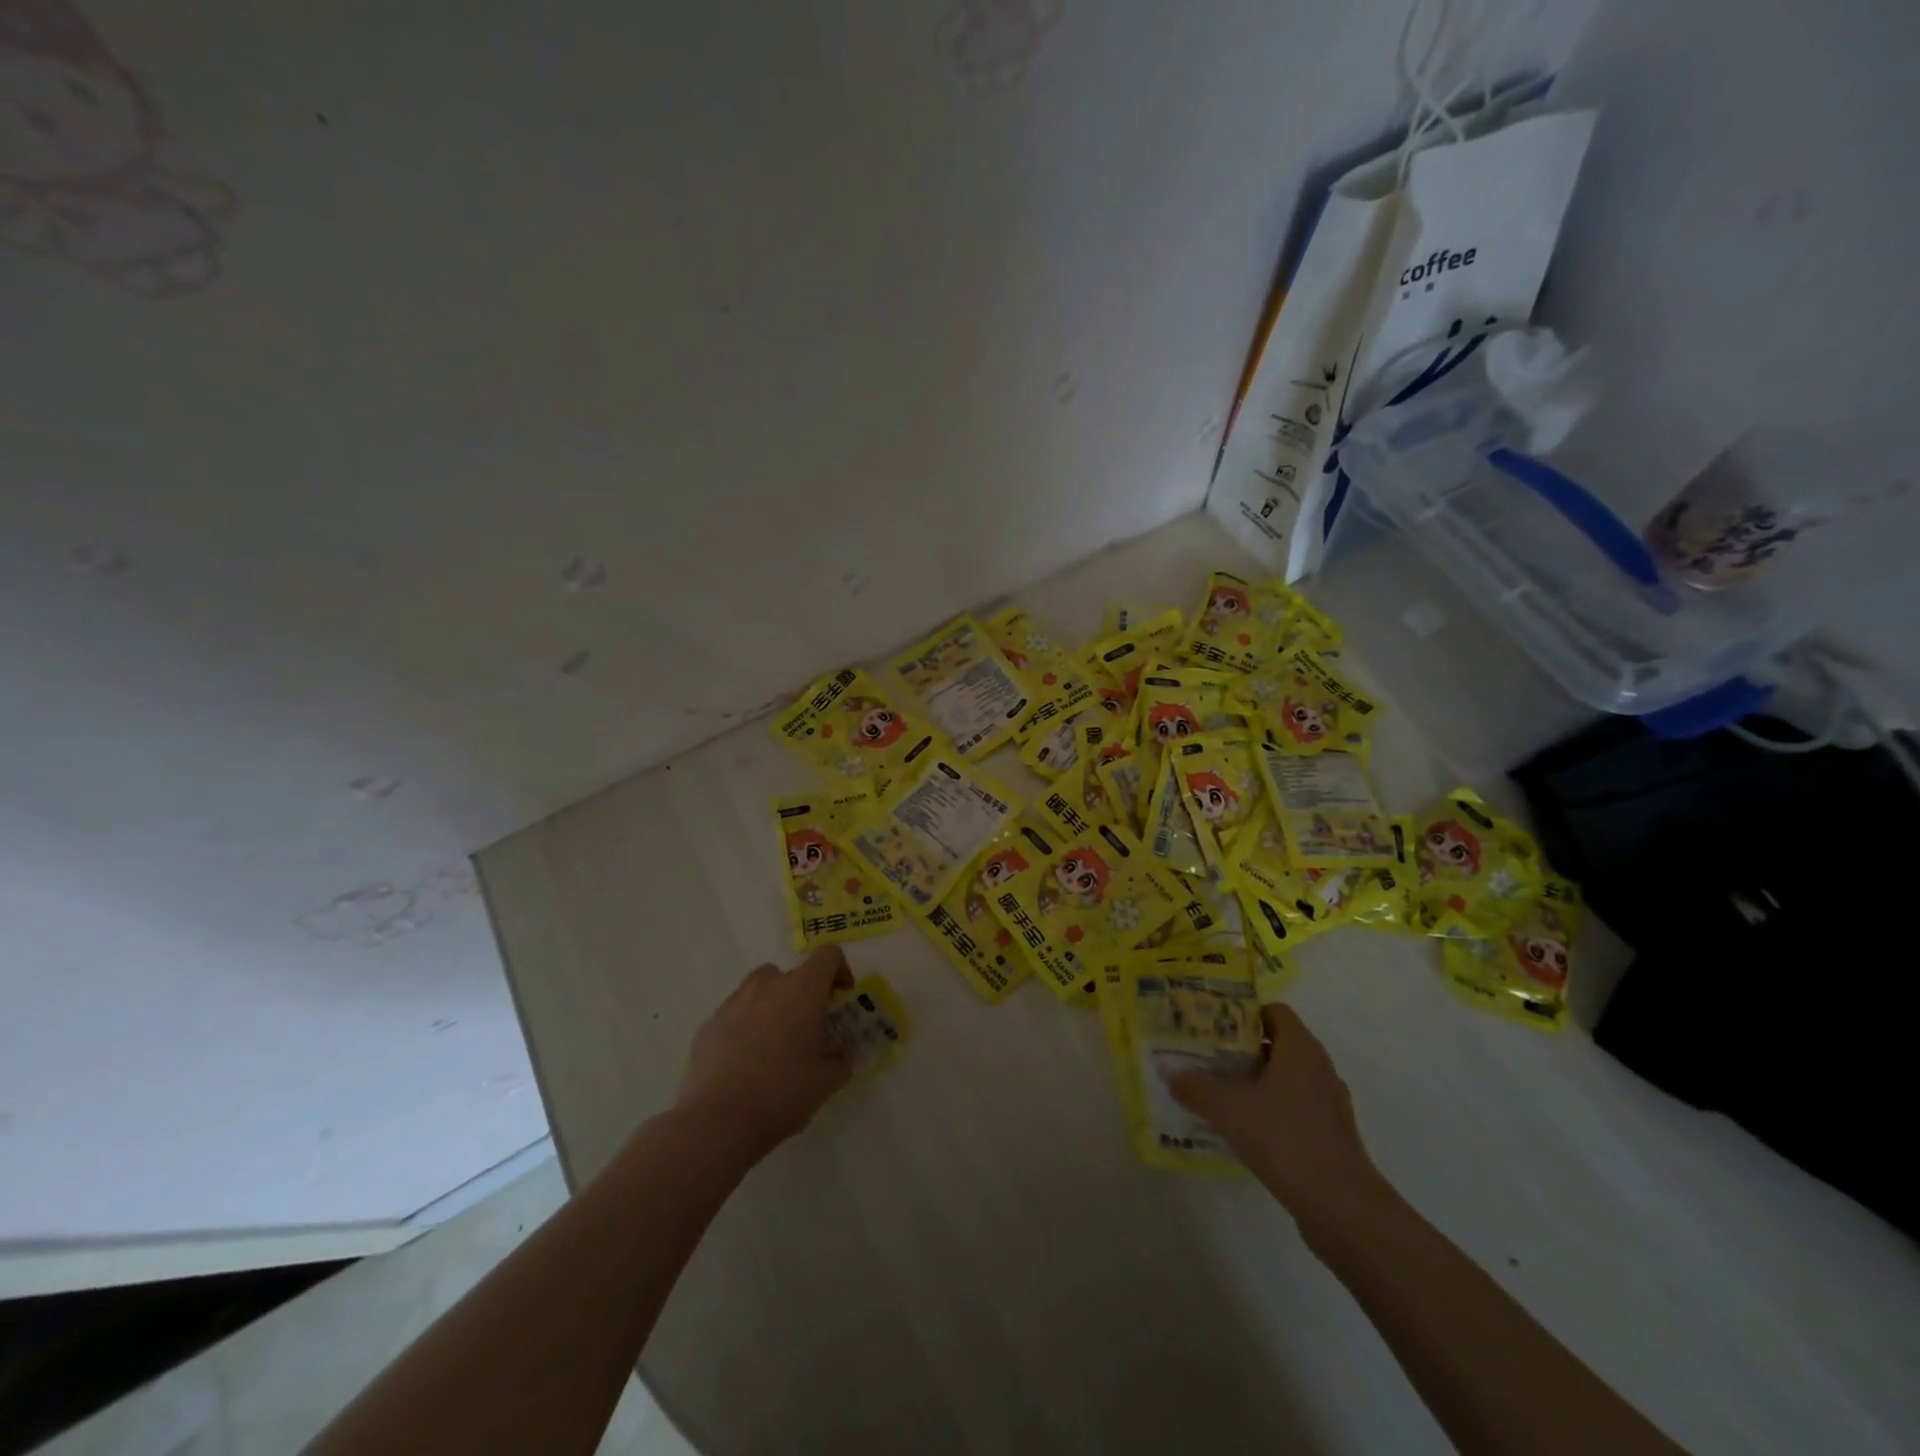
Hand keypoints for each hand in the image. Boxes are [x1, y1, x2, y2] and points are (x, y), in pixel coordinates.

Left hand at [675, 945, 855, 1157]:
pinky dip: (745, 1027)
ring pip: (759, 989)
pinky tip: (745, 1062)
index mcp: (802, 990)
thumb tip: (839, 1054)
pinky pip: (735, 1014)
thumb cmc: (782, 1093)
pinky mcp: (709, 1025)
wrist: (717, 1122)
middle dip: (804, 995)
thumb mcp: (827, 1081)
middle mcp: (767, 986)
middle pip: (792, 973)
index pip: (828, 956)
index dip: (840, 971)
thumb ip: (840, 1059)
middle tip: (808, 1029)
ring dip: (772, 1005)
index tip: (841, 998)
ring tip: (774, 1043)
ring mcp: (733, 1002)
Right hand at [1168, 1004, 1382, 1224]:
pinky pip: (1297, 1107)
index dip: (1243, 1014)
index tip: (1213, 1026)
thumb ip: (1197, 1088)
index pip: (1273, 1011)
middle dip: (1243, 1048)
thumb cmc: (1284, 1139)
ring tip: (1223, 1092)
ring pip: (1288, 1077)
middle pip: (1278, 1043)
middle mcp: (1319, 1067)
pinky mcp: (1332, 1134)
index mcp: (1300, 1048)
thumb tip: (1172, 1075)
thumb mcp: (1228, 1109)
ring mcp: (1330, 1102)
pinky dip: (1273, 1109)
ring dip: (1258, 1080)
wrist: (1342, 1207)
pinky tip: (1248, 1128)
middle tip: (1209, 1057)